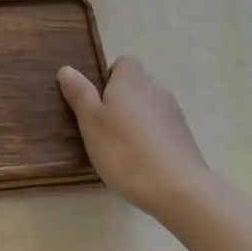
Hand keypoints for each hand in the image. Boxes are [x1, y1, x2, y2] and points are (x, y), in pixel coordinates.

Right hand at [58, 56, 214, 220]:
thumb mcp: (92, 123)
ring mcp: (173, 112)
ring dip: (136, 120)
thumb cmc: (126, 151)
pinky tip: (142, 162)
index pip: (123, 62)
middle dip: (120, 101)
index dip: (109, 77)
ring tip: (122, 149)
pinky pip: (161, 127)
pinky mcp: (184, 135)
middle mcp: (155, 89)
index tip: (98, 102)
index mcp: (131, 80)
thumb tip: (67, 68)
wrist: (178, 189)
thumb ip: (80, 94)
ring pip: (148, 107)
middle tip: (103, 128)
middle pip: (136, 85)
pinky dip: (151, 138)